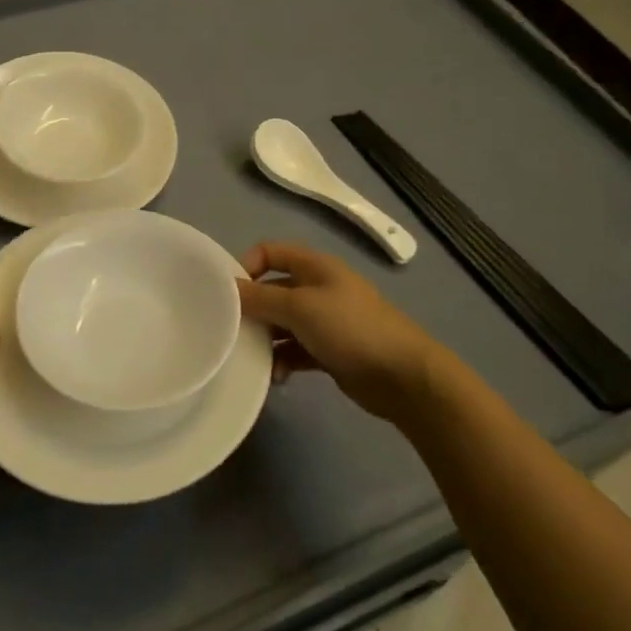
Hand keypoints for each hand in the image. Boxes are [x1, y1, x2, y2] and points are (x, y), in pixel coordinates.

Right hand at [237, 242, 444, 421]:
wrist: (403, 377)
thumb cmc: (351, 329)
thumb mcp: (300, 307)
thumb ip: (261, 298)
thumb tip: (227, 290)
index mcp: (314, 266)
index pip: (269, 252)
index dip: (246, 266)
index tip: (229, 294)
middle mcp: (318, 288)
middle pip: (272, 290)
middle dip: (253, 309)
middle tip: (232, 331)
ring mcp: (325, 321)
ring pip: (282, 324)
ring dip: (265, 340)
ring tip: (253, 359)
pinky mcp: (329, 351)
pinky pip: (295, 350)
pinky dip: (283, 361)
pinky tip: (277, 377)